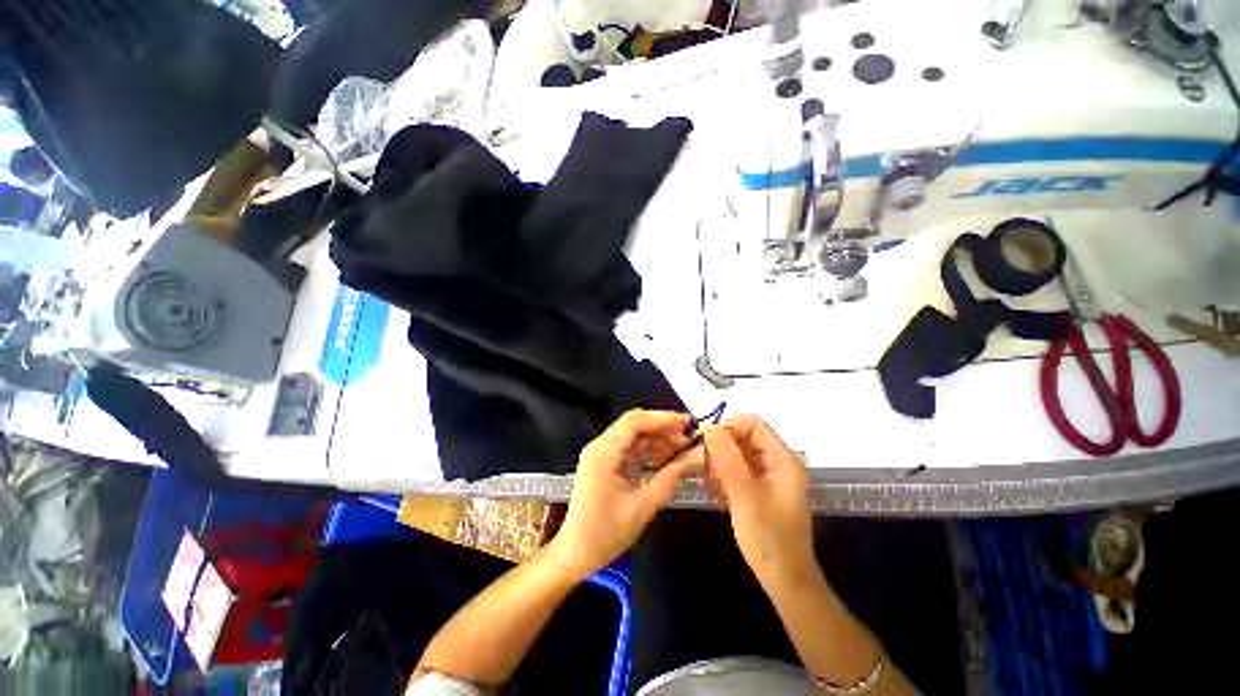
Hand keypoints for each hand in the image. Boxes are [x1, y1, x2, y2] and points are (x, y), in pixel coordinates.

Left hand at [550, 410, 693, 578]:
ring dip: (657, 439)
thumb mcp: (642, 507)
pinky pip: (629, 449)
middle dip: (662, 427)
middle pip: (633, 425)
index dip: (662, 419)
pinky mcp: (604, 463)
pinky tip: (666, 458)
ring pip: (633, 436)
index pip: (634, 422)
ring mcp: (600, 454)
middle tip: (688, 435)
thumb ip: (669, 480)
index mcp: (603, 453)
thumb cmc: (605, 533)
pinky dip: (648, 451)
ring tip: (682, 448)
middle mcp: (599, 447)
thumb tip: (693, 460)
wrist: (576, 553)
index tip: (687, 422)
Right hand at [703, 416, 817, 589]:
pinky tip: (715, 489)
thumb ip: (728, 459)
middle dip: (721, 445)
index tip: (705, 441)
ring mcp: (769, 476)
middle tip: (704, 464)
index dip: (729, 427)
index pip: (754, 425)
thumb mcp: (745, 497)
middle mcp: (777, 462)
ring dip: (720, 460)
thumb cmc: (769, 540)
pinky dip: (724, 473)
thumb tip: (709, 427)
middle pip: (745, 437)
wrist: (785, 581)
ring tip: (709, 480)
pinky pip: (738, 468)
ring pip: (738, 452)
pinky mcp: (760, 488)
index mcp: (782, 460)